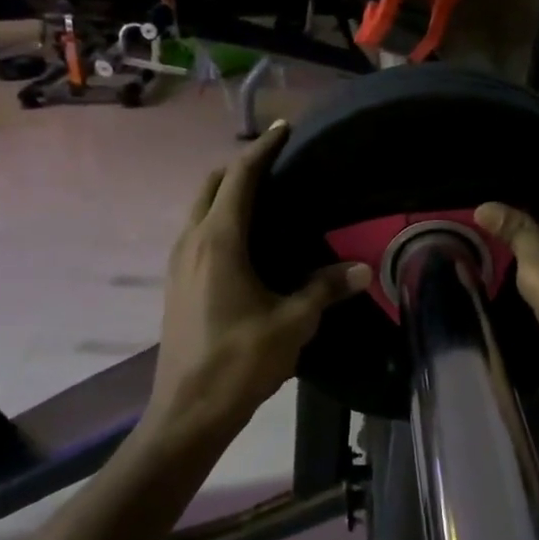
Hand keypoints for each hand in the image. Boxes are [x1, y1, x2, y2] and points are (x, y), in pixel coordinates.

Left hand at [148, 122, 371, 438]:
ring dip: (226, 194)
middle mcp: (192, 241)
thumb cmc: (240, 361)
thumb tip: (362, 268)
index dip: (262, 150)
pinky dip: (218, 221)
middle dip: (240, 167)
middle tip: (276, 165)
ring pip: (199, 209)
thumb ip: (325, 289)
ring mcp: (178, 263)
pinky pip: (197, 233)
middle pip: (210, 185)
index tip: (284, 130)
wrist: (188, 410)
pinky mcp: (176, 283)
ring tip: (265, 199)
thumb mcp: (292, 324)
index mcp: (218, 241)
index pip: (240, 178)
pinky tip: (246, 244)